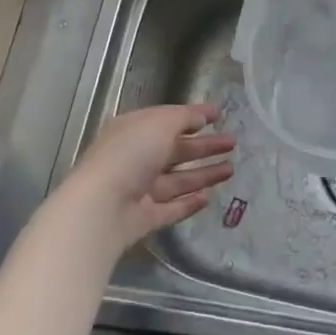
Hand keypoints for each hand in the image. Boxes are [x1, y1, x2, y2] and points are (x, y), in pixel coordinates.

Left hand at [56, 103, 235, 252]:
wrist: (102, 207)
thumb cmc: (130, 154)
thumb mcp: (160, 123)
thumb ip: (184, 117)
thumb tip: (203, 116)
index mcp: (134, 131)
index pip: (167, 121)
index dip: (193, 117)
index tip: (219, 116)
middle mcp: (136, 159)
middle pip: (176, 151)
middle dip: (205, 147)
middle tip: (233, 143)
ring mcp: (139, 190)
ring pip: (177, 181)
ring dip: (203, 174)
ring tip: (231, 169)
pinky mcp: (144, 218)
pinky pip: (171, 208)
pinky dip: (189, 203)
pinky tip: (209, 198)